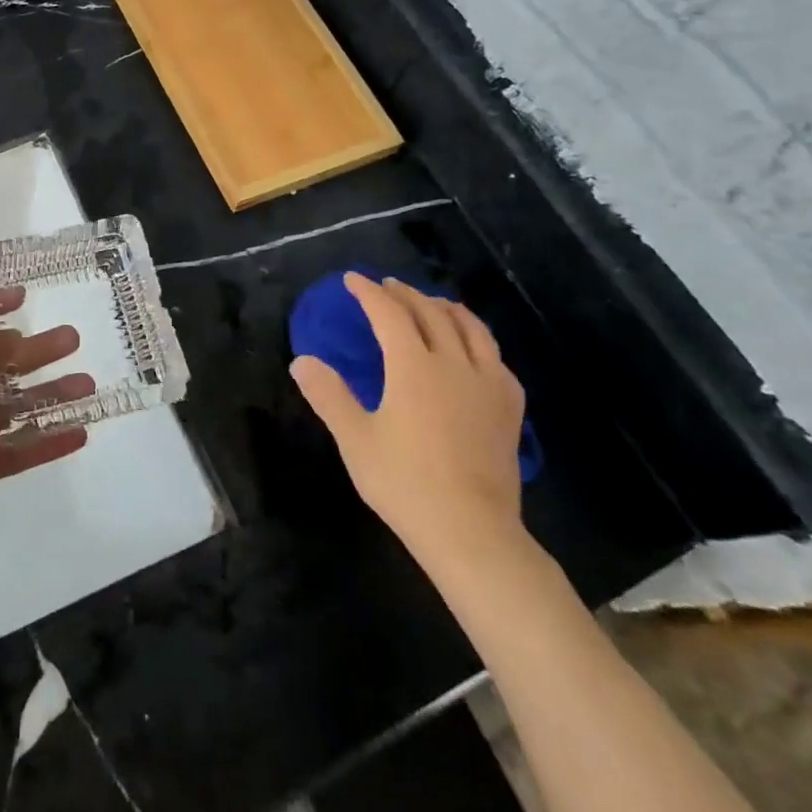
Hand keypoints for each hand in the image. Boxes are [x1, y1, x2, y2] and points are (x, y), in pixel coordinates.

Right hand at [292, 274, 527, 579]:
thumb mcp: (355, 439)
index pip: (389, 314)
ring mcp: (488, 385)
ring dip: (446, 308)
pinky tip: (475, 350)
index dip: (369, 292)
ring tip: (433, 302)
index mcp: (414, 367)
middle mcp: (454, 364)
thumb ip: (329, 395)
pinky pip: (497, 359)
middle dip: (406, 294)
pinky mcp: (509, 409)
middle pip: (430, 314)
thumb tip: (302, 360)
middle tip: (387, 286)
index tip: (353, 279)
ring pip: (471, 329)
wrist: (471, 531)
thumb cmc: (405, 483)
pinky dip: (480, 341)